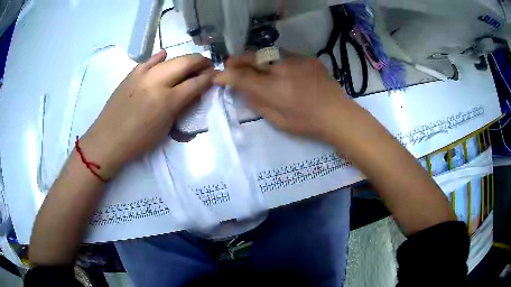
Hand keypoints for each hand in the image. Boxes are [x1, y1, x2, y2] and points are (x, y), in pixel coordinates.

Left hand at [79, 50, 214, 178]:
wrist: (108, 139)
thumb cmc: (138, 141)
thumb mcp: (165, 128)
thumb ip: (181, 108)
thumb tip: (192, 93)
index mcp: (168, 101)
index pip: (196, 83)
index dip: (210, 78)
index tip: (217, 75)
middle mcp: (158, 82)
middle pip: (186, 63)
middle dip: (201, 62)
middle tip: (208, 65)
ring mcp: (143, 74)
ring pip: (170, 58)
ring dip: (184, 59)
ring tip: (190, 63)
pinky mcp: (132, 73)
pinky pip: (150, 60)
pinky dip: (160, 58)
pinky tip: (164, 57)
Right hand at [215, 53, 362, 140]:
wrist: (337, 114)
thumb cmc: (306, 123)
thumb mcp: (277, 120)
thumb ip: (257, 103)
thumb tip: (242, 90)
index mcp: (273, 89)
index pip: (242, 77)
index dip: (226, 76)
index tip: (219, 77)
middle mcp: (282, 69)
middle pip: (252, 57)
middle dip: (237, 60)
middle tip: (231, 64)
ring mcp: (297, 60)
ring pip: (268, 52)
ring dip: (256, 57)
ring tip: (252, 64)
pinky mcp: (308, 58)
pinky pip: (286, 55)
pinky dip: (276, 60)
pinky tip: (279, 68)